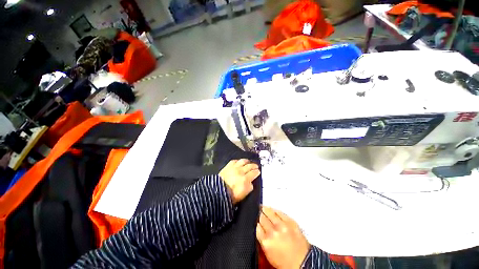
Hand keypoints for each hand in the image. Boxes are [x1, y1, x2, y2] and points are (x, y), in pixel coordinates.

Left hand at [219, 159, 259, 203]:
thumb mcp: (243, 194)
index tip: (258, 171)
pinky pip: (235, 161)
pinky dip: (238, 161)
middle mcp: (241, 171)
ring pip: (243, 161)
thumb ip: (249, 187)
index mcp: (245, 179)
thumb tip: (251, 182)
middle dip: (254, 165)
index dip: (257, 172)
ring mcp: (234, 167)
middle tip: (256, 166)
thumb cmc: (231, 195)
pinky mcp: (228, 165)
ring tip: (249, 162)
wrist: (217, 191)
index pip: (254, 173)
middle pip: (249, 166)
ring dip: (247, 161)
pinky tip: (239, 161)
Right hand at [257, 206, 309, 268]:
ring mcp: (282, 225)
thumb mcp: (269, 254)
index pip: (257, 226)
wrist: (303, 263)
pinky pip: (280, 212)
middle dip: (259, 215)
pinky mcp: (291, 221)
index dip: (256, 222)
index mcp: (266, 242)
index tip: (256, 221)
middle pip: (261, 217)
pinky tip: (272, 209)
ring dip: (265, 209)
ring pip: (269, 211)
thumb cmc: (286, 263)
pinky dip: (275, 210)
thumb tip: (258, 228)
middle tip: (258, 213)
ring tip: (263, 207)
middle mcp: (273, 232)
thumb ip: (262, 240)